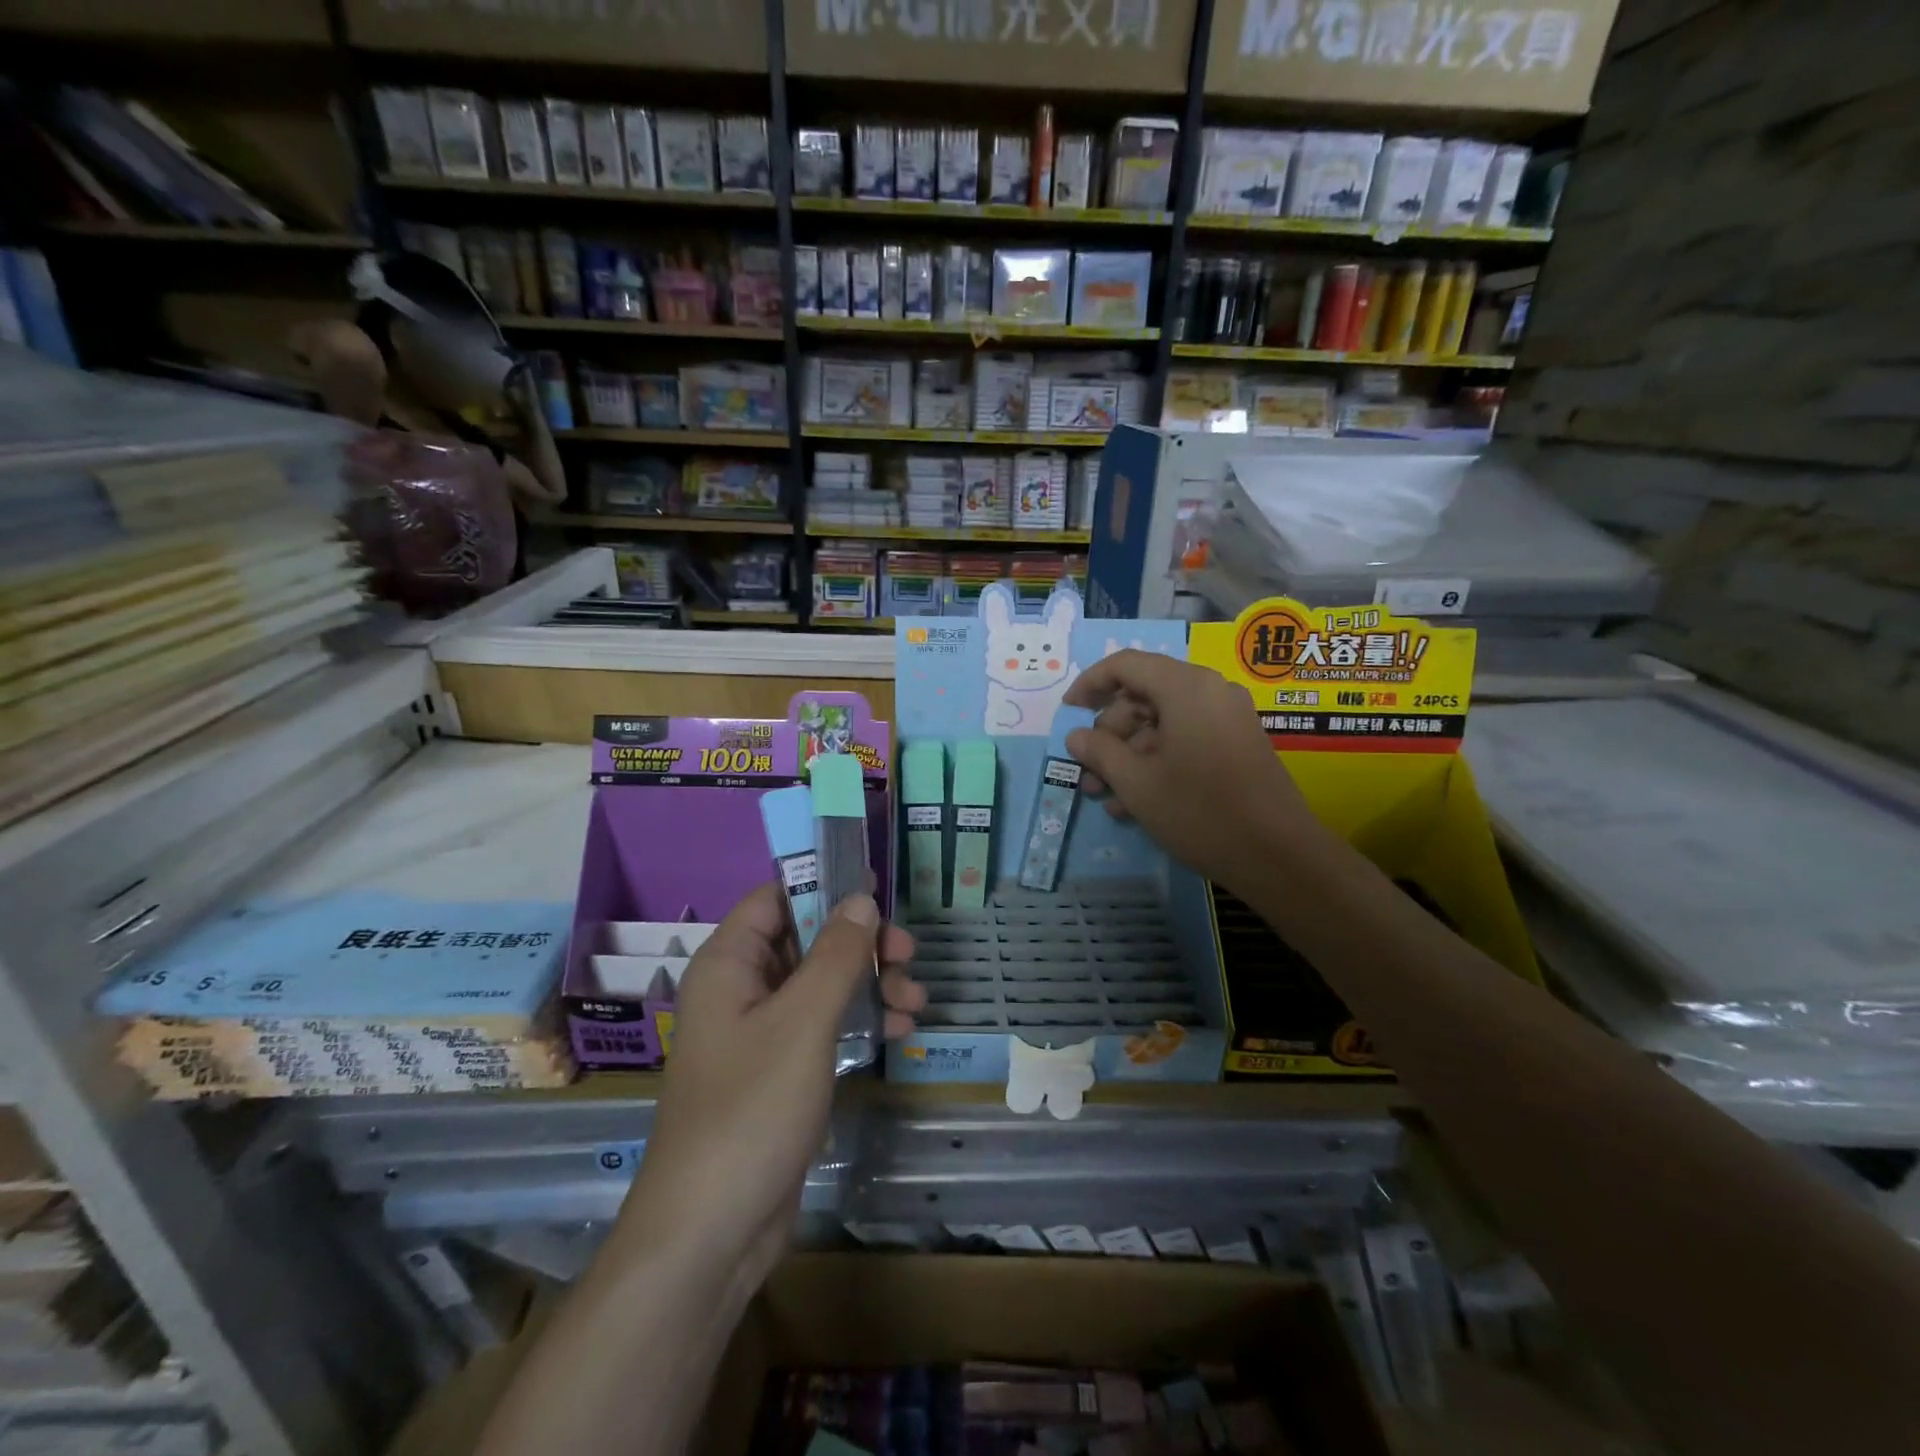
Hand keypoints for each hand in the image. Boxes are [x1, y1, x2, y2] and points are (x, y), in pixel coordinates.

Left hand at [616, 886, 923, 1295]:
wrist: (711, 1232)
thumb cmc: (751, 1110)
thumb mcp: (803, 1023)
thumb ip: (836, 955)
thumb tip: (862, 899)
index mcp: (729, 965)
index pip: (775, 899)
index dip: (823, 886)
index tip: (876, 891)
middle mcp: (741, 990)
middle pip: (806, 940)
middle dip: (860, 944)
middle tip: (908, 954)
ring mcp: (760, 1033)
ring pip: (821, 984)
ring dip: (870, 984)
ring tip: (916, 1000)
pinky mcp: (780, 1071)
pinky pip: (823, 1025)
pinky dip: (860, 1020)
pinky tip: (901, 1030)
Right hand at [1062, 650, 1323, 895]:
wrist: (1280, 856)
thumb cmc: (1200, 811)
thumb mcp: (1137, 783)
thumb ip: (1100, 751)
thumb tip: (1076, 736)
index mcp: (1185, 687)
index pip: (1125, 664)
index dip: (1090, 684)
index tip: (1068, 713)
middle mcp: (1209, 692)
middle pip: (1143, 695)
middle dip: (1109, 734)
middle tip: (1087, 772)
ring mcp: (1227, 719)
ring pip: (1162, 723)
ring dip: (1128, 755)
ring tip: (1105, 797)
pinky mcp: (1237, 745)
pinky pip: (1185, 740)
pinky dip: (1156, 762)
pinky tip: (1135, 803)